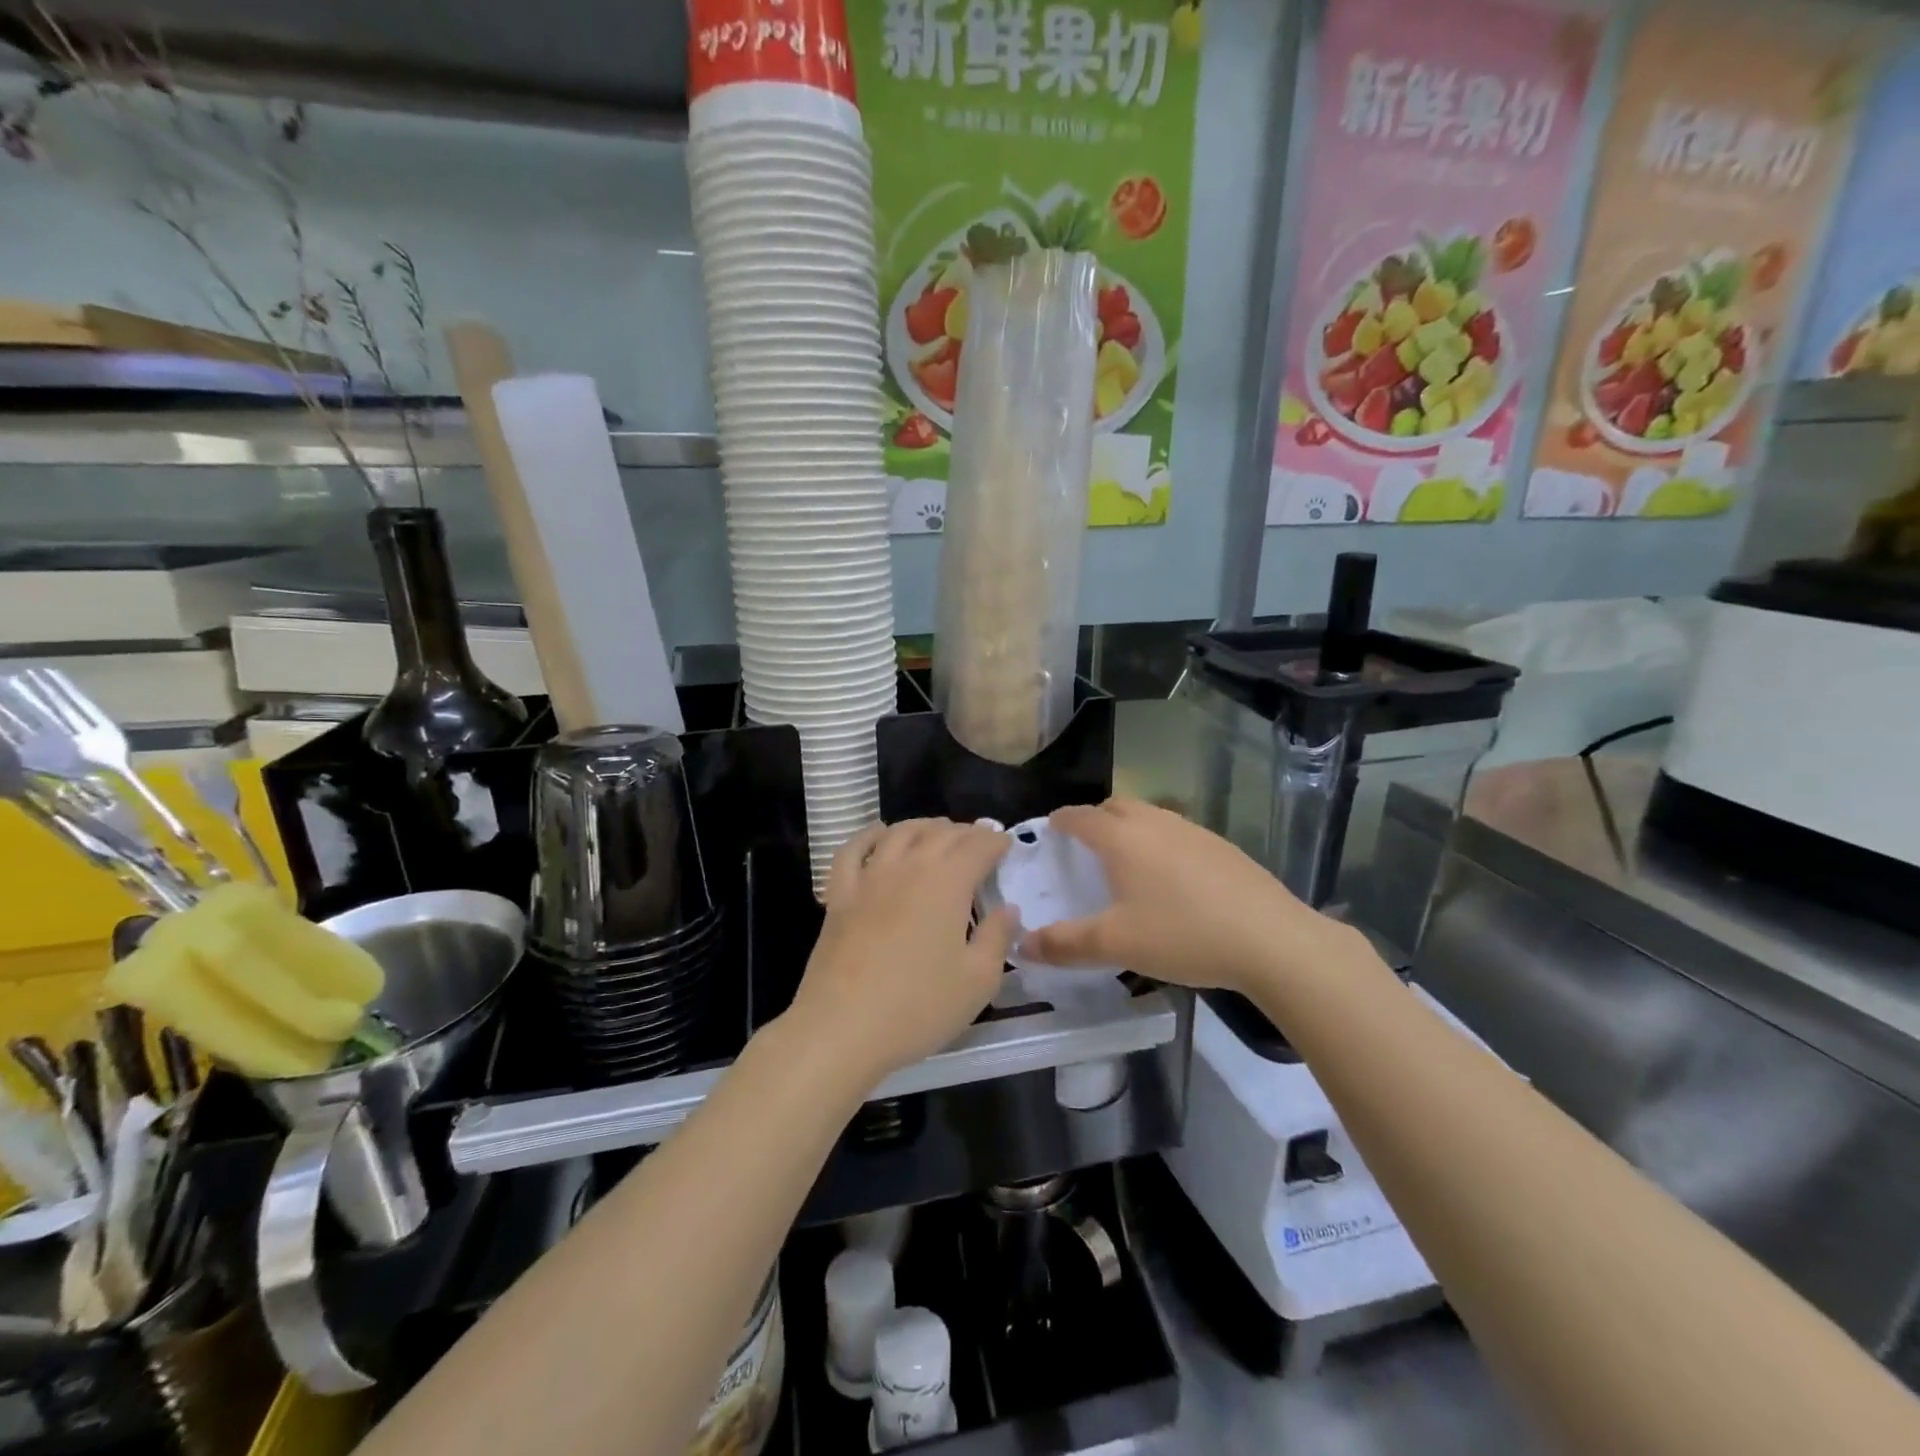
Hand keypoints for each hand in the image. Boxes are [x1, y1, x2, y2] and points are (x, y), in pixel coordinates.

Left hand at [785, 819, 1013, 1085]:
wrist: (842, 1028)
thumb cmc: (918, 1007)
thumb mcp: (977, 981)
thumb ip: (997, 938)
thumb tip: (1008, 909)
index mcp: (947, 883)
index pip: (978, 846)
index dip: (995, 841)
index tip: (1006, 844)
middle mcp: (909, 867)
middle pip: (940, 834)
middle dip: (966, 832)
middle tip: (979, 840)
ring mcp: (869, 878)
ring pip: (900, 833)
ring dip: (924, 826)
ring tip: (938, 831)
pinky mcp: (839, 895)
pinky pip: (853, 850)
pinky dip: (870, 835)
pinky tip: (879, 834)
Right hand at [1019, 798, 1366, 995]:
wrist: (1271, 940)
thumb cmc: (1183, 934)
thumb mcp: (1116, 944)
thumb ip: (1065, 944)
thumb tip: (1021, 945)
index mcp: (1123, 839)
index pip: (1081, 816)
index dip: (1062, 820)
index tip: (1051, 828)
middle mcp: (1156, 823)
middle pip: (1117, 806)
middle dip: (1095, 818)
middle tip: (1085, 846)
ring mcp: (1193, 831)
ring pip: (1150, 816)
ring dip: (1131, 829)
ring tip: (1126, 863)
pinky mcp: (1222, 847)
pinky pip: (1177, 833)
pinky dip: (1160, 844)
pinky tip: (1171, 880)